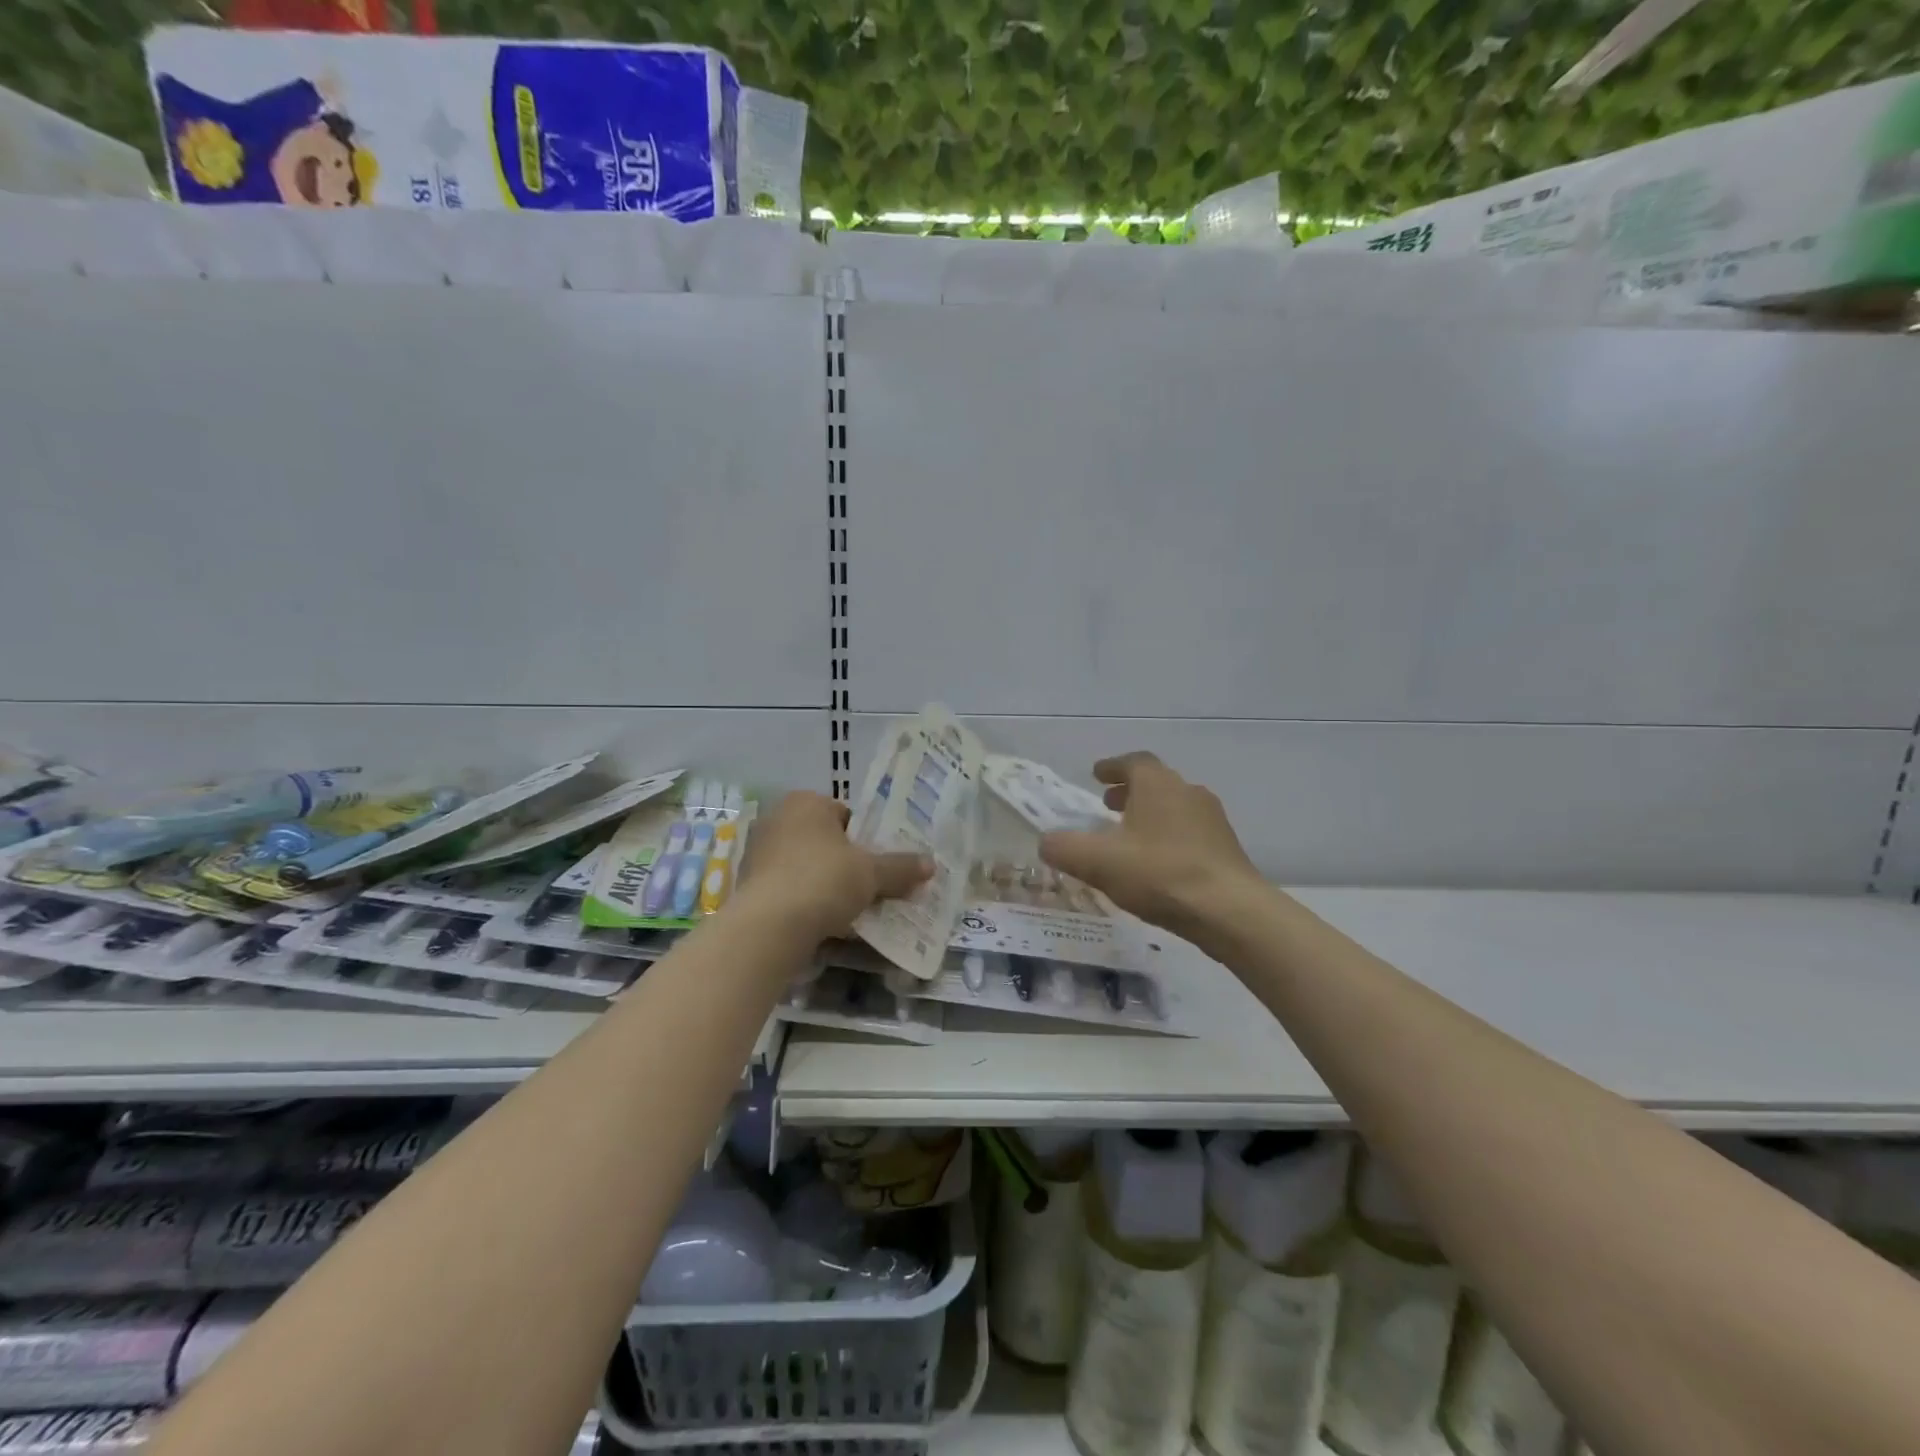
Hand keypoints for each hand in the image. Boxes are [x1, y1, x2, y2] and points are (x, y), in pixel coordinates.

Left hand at [738, 791, 931, 940]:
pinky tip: (827, 922)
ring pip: (807, 867)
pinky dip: (808, 902)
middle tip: (873, 884)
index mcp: (805, 802)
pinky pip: (790, 889)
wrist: (769, 927)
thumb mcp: (871, 873)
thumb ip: (900, 867)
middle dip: (848, 862)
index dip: (867, 837)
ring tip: (854, 908)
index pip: (845, 814)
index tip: (881, 861)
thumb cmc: (823, 880)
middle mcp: (777, 820)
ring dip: (828, 884)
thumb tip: (931, 864)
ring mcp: (759, 854)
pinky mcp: (750, 887)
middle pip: (826, 841)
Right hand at [1038, 752, 1261, 938]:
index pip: (1133, 762)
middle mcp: (1188, 792)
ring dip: (1149, 815)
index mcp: (1157, 784)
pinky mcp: (1226, 848)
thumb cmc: (1159, 874)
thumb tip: (1046, 842)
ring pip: (1174, 807)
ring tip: (1129, 837)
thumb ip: (1064, 848)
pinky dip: (1168, 837)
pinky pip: (1189, 832)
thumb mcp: (1098, 861)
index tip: (1096, 775)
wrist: (1229, 911)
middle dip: (1129, 792)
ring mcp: (1212, 820)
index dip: (1112, 767)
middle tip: (1107, 805)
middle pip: (1155, 783)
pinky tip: (1157, 865)